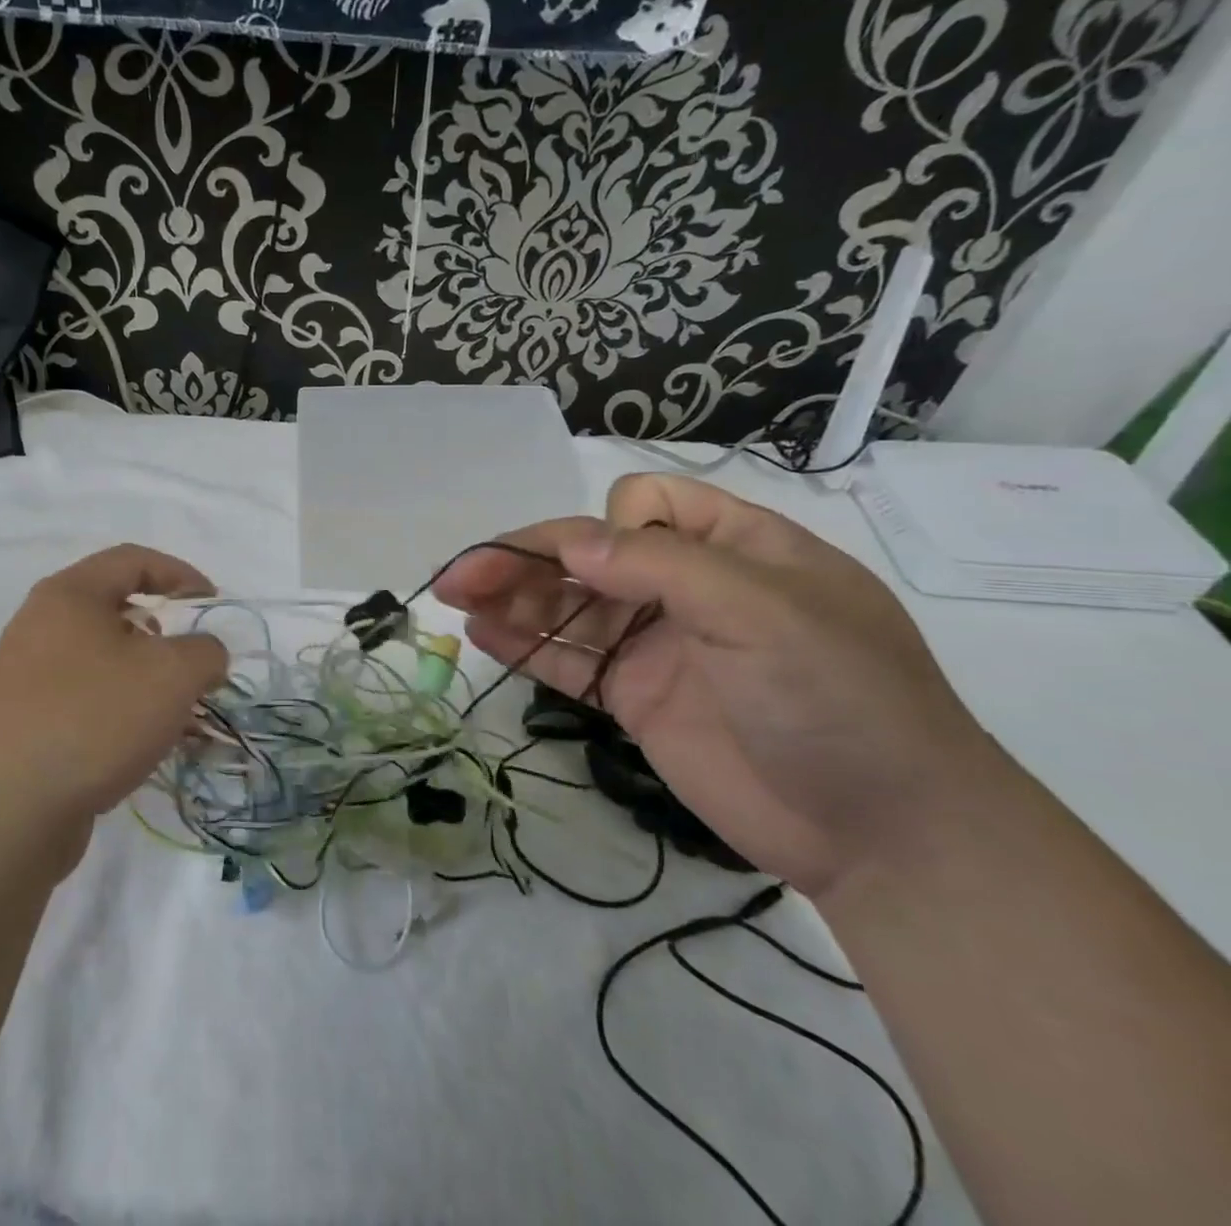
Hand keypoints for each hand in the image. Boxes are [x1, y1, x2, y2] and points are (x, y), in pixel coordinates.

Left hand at [0, 545, 228, 868]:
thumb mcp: (173, 674)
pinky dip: (122, 710)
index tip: (212, 604)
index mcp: (69, 595)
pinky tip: (146, 745)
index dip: (181, 574)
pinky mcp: (24, 721)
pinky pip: (87, 699)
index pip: (133, 559)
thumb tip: (203, 656)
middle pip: (117, 611)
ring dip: (148, 679)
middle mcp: (41, 625)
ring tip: (177, 712)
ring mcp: (27, 675)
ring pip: (104, 661)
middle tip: (192, 662)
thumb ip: (205, 651)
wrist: (8, 812)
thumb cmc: (95, 718)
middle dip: (166, 634)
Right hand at [433, 474, 996, 897]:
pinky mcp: (635, 697)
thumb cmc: (838, 699)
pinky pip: (570, 660)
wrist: (886, 837)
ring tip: (454, 598)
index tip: (606, 571)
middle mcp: (686, 588)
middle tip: (460, 576)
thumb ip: (659, 566)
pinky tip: (481, 634)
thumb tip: (568, 544)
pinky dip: (525, 645)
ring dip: (511, 598)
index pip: (642, 504)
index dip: (608, 528)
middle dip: (523, 559)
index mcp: (731, 548)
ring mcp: (657, 644)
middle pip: (587, 557)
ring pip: (568, 606)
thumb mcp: (762, 612)